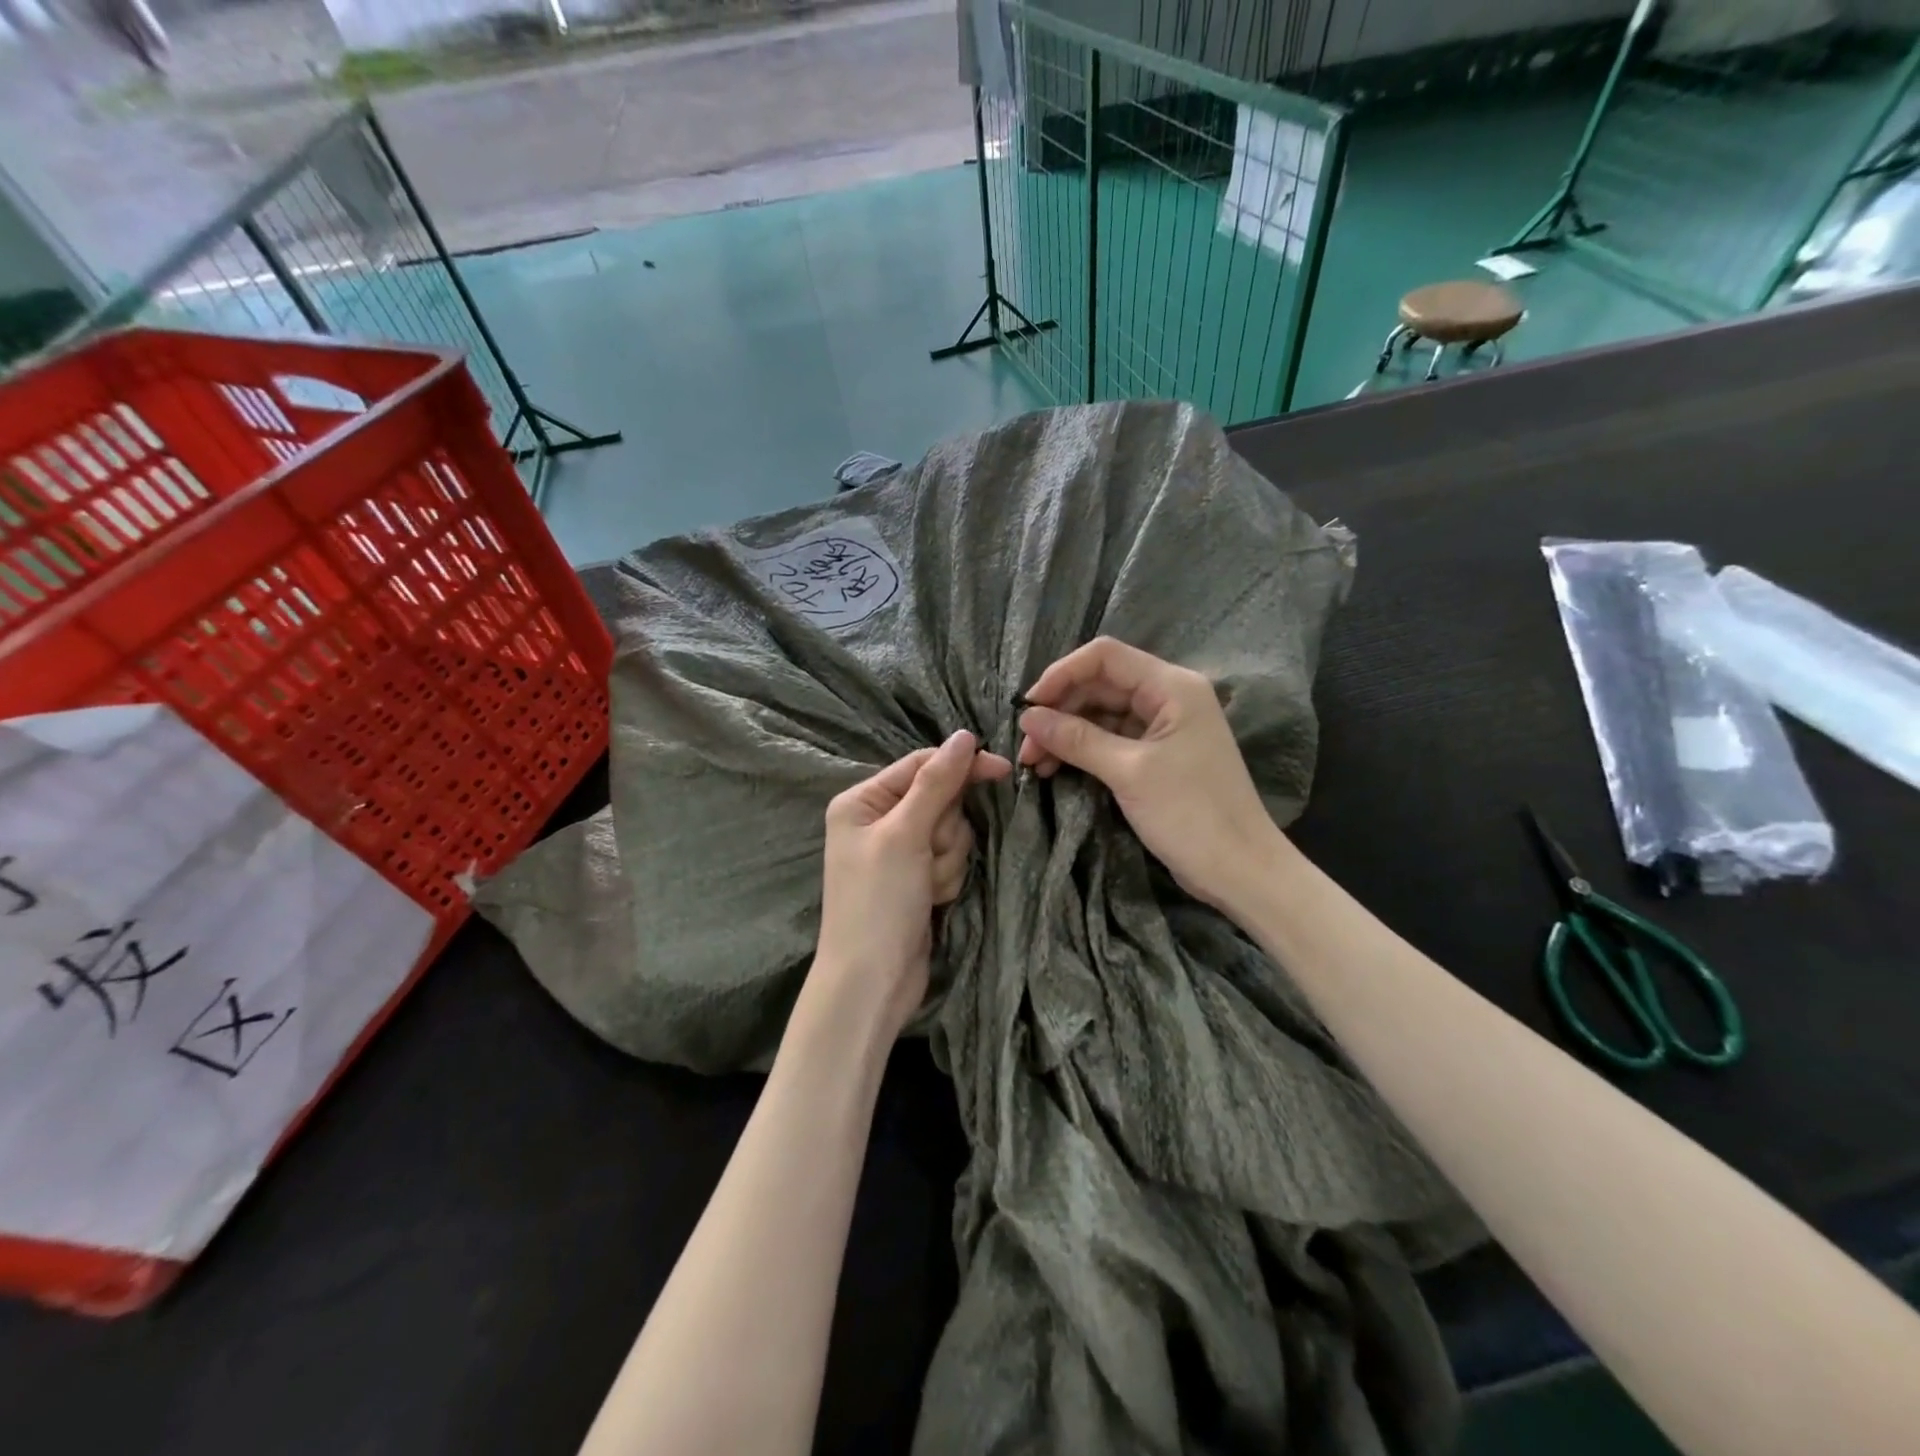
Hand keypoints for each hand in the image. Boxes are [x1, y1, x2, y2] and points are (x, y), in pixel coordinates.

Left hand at [811, 731, 1010, 1040]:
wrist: (872, 983)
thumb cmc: (879, 902)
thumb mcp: (905, 835)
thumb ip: (936, 784)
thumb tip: (964, 735)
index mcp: (862, 801)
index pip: (921, 765)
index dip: (961, 767)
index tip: (1003, 770)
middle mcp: (878, 820)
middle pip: (941, 799)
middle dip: (946, 830)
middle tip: (929, 857)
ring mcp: (899, 851)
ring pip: (951, 831)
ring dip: (948, 858)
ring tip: (927, 886)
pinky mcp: (917, 877)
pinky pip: (949, 859)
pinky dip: (947, 877)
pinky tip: (932, 900)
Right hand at [1017, 638, 1280, 908]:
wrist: (1241, 871)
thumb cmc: (1191, 814)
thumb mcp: (1129, 772)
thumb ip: (1077, 739)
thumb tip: (1028, 717)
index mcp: (1172, 686)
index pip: (1105, 657)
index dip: (1061, 674)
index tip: (1028, 707)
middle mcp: (1169, 696)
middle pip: (1100, 684)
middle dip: (1059, 710)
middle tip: (1025, 747)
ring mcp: (1164, 727)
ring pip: (1102, 714)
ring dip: (1066, 733)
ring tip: (1033, 763)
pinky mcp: (1158, 755)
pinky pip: (1112, 739)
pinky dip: (1083, 750)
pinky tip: (1055, 768)